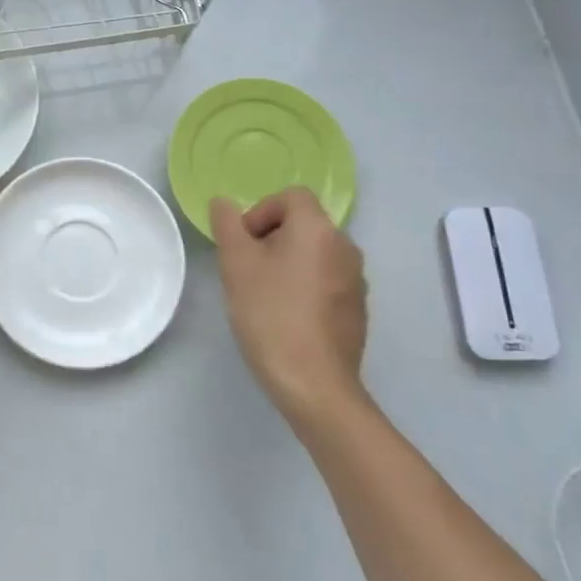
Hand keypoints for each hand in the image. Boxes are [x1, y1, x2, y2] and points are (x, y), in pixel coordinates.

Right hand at [211, 187, 367, 417]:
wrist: (314, 384)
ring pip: (314, 254)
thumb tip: (223, 202)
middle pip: (303, 224)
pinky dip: (305, 287)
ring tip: (264, 296)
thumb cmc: (270, 314)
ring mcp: (356, 280)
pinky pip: (326, 281)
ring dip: (287, 263)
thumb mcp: (236, 264)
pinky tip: (287, 318)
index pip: (290, 196)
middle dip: (271, 239)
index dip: (260, 212)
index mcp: (318, 229)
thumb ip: (227, 225)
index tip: (244, 245)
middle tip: (247, 271)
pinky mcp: (357, 309)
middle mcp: (345, 246)